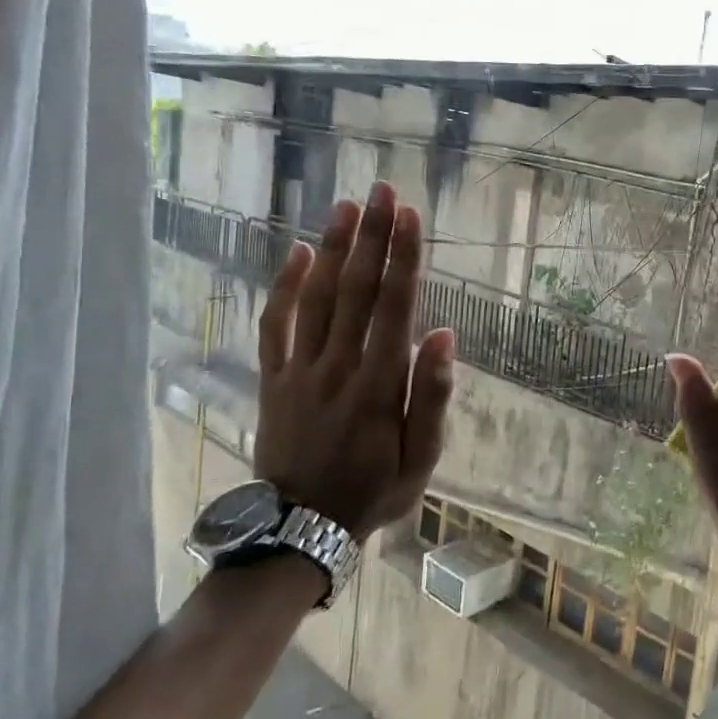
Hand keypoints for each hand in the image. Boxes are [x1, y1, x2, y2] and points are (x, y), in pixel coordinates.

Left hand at [253, 182, 456, 541]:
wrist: (301, 528)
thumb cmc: (374, 491)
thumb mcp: (422, 458)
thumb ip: (433, 396)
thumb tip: (444, 336)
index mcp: (379, 384)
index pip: (394, 307)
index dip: (403, 258)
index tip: (409, 215)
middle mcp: (338, 366)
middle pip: (356, 290)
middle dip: (371, 237)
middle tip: (381, 190)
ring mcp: (300, 371)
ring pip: (316, 298)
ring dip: (332, 249)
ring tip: (347, 207)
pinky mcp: (273, 380)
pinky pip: (274, 326)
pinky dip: (284, 288)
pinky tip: (299, 254)